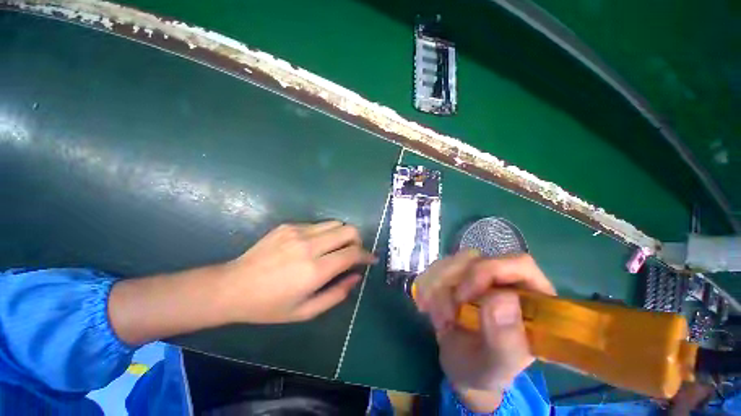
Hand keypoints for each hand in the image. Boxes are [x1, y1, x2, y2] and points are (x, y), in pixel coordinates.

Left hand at [218, 221, 374, 323]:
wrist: (232, 287)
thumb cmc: (269, 306)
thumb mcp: (306, 311)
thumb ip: (337, 294)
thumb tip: (356, 277)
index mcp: (314, 269)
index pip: (352, 253)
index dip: (366, 255)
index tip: (371, 259)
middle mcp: (309, 245)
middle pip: (348, 230)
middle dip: (358, 241)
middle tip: (353, 254)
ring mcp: (298, 231)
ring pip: (336, 223)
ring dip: (342, 235)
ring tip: (336, 249)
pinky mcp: (289, 225)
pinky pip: (318, 224)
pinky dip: (325, 233)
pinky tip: (315, 246)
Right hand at [415, 252, 555, 411]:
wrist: (460, 366)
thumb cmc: (485, 370)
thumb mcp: (497, 365)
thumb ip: (505, 339)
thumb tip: (502, 298)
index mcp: (531, 298)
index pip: (518, 264)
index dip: (488, 271)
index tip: (464, 297)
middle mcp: (504, 280)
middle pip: (476, 259)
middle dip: (453, 285)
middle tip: (446, 318)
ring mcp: (478, 275)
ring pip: (452, 262)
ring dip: (437, 289)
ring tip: (439, 320)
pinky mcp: (457, 275)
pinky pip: (436, 268)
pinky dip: (427, 287)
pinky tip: (427, 307)